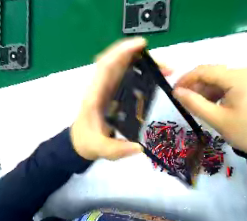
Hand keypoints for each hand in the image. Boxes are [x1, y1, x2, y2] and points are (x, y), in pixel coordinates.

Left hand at [71, 37, 169, 159]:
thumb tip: (140, 147)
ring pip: (123, 69)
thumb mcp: (100, 149)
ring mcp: (107, 91)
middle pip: (118, 64)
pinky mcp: (113, 95)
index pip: (105, 66)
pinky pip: (127, 80)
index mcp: (94, 96)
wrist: (81, 142)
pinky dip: (141, 76)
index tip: (141, 45)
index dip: (121, 52)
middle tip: (165, 66)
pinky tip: (154, 81)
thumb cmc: (87, 142)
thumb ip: (116, 149)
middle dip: (141, 58)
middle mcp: (101, 89)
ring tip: (165, 71)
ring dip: (143, 65)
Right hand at [172, 66, 246, 153]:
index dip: (185, 79)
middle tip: (184, 100)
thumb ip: (192, 102)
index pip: (205, 71)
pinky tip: (211, 103)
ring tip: (198, 105)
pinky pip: (228, 82)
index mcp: (240, 77)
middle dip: (196, 86)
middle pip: (212, 73)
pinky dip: (216, 92)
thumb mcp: (215, 118)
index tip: (173, 90)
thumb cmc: (245, 132)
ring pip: (219, 78)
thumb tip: (175, 91)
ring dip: (205, 90)